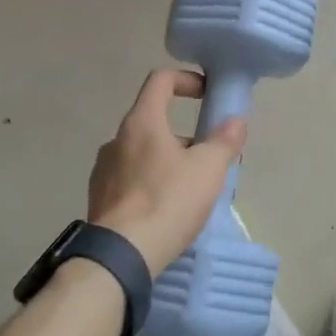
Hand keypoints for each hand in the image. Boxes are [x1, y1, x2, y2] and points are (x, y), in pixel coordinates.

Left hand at [88, 69, 246, 275]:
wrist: (120, 256)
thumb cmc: (167, 201)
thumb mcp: (207, 169)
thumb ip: (224, 141)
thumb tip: (236, 120)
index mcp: (142, 122)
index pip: (160, 81)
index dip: (186, 80)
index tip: (206, 95)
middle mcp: (117, 139)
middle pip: (153, 121)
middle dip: (183, 135)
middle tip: (207, 159)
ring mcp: (103, 170)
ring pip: (142, 153)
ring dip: (167, 161)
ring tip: (189, 190)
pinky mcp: (99, 198)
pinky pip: (130, 179)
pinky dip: (150, 184)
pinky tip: (165, 210)